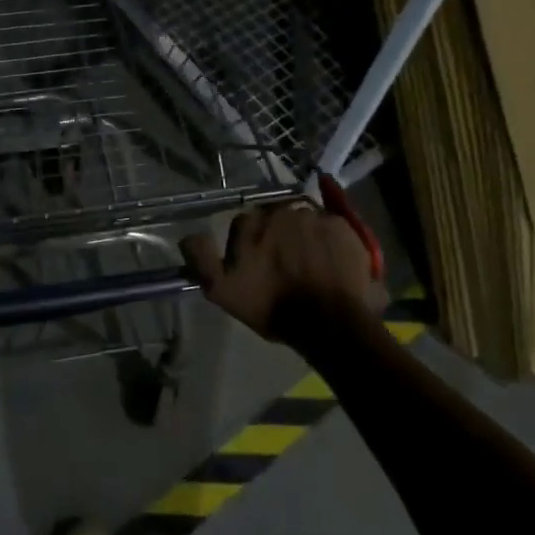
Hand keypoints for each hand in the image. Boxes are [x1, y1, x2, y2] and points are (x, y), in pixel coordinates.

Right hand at [180, 201, 379, 351]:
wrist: (330, 324)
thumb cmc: (274, 309)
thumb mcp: (223, 291)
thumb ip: (200, 258)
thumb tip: (188, 236)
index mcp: (251, 223)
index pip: (245, 224)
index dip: (251, 245)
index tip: (258, 267)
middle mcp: (282, 210)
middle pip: (276, 218)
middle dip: (279, 237)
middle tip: (287, 266)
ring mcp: (316, 215)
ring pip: (305, 221)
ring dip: (305, 236)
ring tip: (312, 266)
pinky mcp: (345, 226)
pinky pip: (333, 227)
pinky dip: (331, 240)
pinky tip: (333, 264)